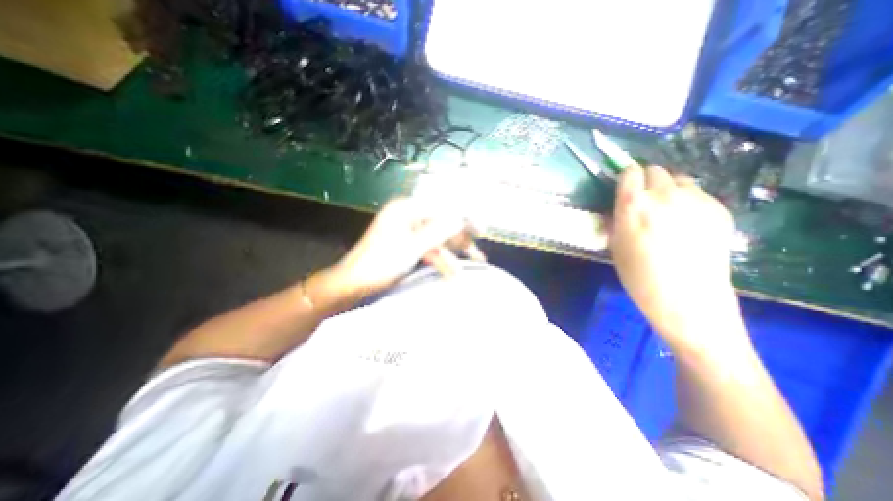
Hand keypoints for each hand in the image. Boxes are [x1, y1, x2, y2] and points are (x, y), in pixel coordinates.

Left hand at [318, 196, 485, 304]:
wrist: (353, 283)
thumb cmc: (380, 263)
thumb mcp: (413, 247)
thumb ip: (438, 231)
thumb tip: (461, 218)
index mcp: (406, 209)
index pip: (442, 208)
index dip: (463, 218)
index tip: (481, 229)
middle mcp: (408, 216)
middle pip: (441, 224)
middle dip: (460, 239)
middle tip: (479, 250)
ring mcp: (408, 231)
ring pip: (436, 239)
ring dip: (452, 253)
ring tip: (472, 264)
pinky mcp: (407, 245)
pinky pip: (428, 249)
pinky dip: (440, 259)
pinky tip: (452, 272)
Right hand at [607, 164, 748, 351]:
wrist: (688, 300)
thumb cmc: (640, 277)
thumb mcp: (615, 247)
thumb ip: (617, 220)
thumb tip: (619, 208)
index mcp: (634, 205)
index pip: (630, 172)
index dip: (626, 179)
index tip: (625, 190)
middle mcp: (664, 195)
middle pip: (655, 171)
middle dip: (647, 183)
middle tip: (645, 204)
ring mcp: (696, 200)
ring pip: (679, 180)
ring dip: (669, 190)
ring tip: (668, 213)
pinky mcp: (719, 209)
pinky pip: (699, 194)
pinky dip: (689, 202)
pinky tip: (688, 224)